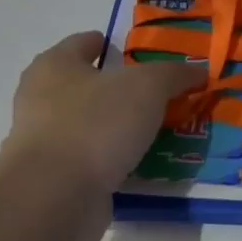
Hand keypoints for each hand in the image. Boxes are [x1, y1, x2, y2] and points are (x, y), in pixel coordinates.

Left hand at [1, 33, 202, 197]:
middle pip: (90, 85)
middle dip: (124, 88)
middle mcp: (43, 99)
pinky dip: (118, 157)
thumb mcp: (148, 86)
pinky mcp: (57, 178)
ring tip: (164, 126)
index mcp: (55, 66)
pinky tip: (148, 160)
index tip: (142, 52)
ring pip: (94, 124)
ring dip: (123, 125)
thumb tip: (198, 71)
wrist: (54, 197)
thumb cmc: (95, 124)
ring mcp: (47, 141)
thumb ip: (174, 74)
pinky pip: (96, 158)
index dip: (112, 43)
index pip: (84, 43)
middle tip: (163, 91)